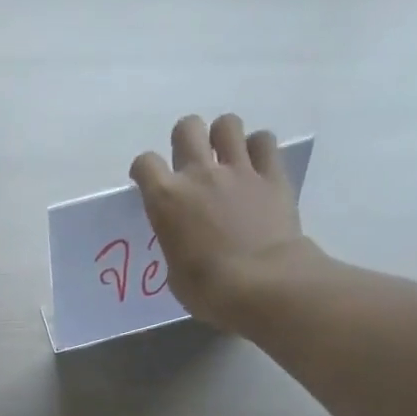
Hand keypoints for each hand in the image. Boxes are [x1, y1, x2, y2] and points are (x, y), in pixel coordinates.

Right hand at [130, 113, 334, 332]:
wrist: (261, 284)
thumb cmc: (208, 291)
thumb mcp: (176, 273)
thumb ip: (176, 244)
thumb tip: (185, 239)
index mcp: (167, 201)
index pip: (145, 165)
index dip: (144, 171)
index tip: (148, 182)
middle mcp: (199, 174)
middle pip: (187, 128)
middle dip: (186, 140)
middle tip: (191, 163)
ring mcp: (238, 169)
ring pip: (227, 124)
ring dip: (223, 137)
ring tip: (226, 159)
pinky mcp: (272, 174)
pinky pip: (264, 142)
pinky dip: (258, 149)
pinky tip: (256, 167)